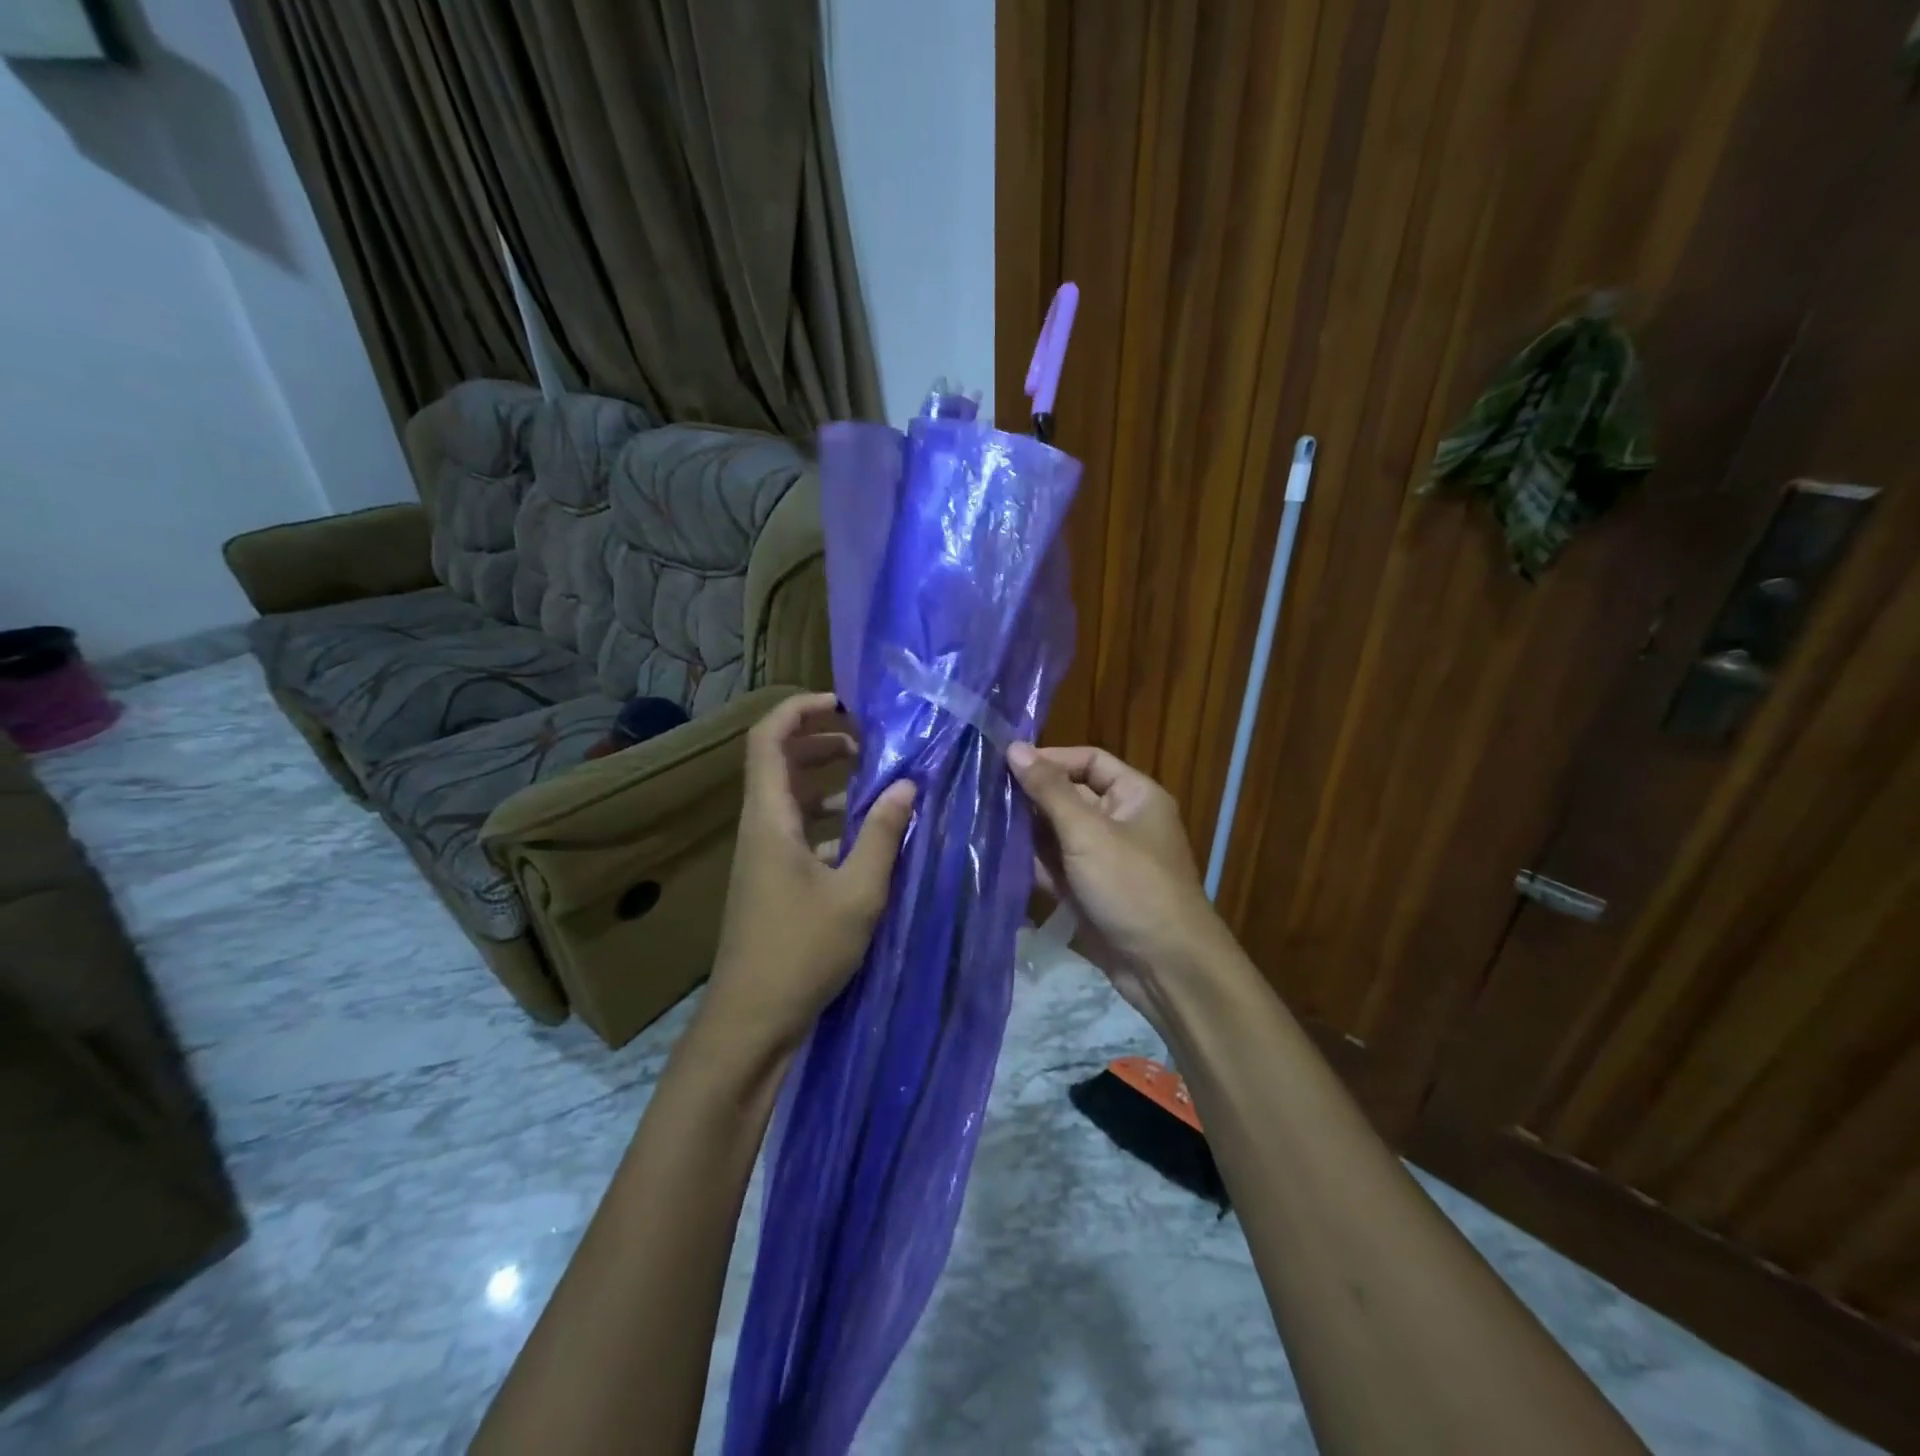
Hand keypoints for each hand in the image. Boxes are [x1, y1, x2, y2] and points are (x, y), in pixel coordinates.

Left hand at [703, 693, 915, 1055]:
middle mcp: (759, 828)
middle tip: (868, 742)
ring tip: (878, 784)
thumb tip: (908, 785)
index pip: (768, 739)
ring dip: (829, 783)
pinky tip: (867, 837)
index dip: (800, 710)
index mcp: (769, 819)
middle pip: (779, 762)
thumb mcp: (857, 892)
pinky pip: (799, 831)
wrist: (752, 1021)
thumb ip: (882, 834)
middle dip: (822, 742)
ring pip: (792, 799)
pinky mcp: (772, 881)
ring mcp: (763, 856)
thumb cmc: (802, 952)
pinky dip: (830, 821)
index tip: (844, 704)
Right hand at [1008, 742, 1226, 1022]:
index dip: (1050, 759)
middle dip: (1030, 796)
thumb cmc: (1132, 886)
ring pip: (1057, 833)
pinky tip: (996, 857)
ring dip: (1025, 830)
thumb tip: (1014, 747)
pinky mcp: (1088, 890)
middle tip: (983, 794)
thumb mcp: (1088, 832)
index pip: (1088, 760)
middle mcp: (1120, 821)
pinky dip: (1031, 862)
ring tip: (980, 821)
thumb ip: (1049, 790)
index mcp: (1134, 796)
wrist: (1165, 967)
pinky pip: (1055, 866)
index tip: (1005, 763)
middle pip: (1069, 796)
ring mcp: (1103, 858)